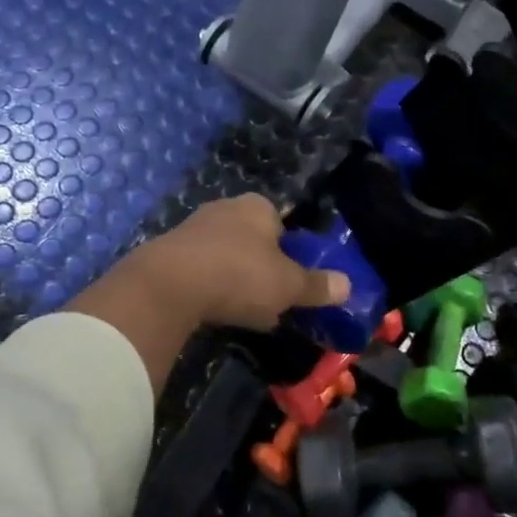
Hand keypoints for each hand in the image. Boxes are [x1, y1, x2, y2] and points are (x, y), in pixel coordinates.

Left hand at [130, 195, 348, 329]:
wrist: (168, 285)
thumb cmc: (240, 275)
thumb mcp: (288, 286)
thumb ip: (317, 286)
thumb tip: (347, 285)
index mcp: (258, 206)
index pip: (282, 223)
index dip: (290, 252)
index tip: (291, 281)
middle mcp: (225, 207)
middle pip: (253, 238)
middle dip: (261, 266)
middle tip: (269, 299)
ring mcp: (193, 226)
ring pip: (225, 253)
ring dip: (234, 278)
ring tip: (241, 310)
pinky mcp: (169, 250)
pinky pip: (199, 268)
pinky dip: (209, 286)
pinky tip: (212, 310)